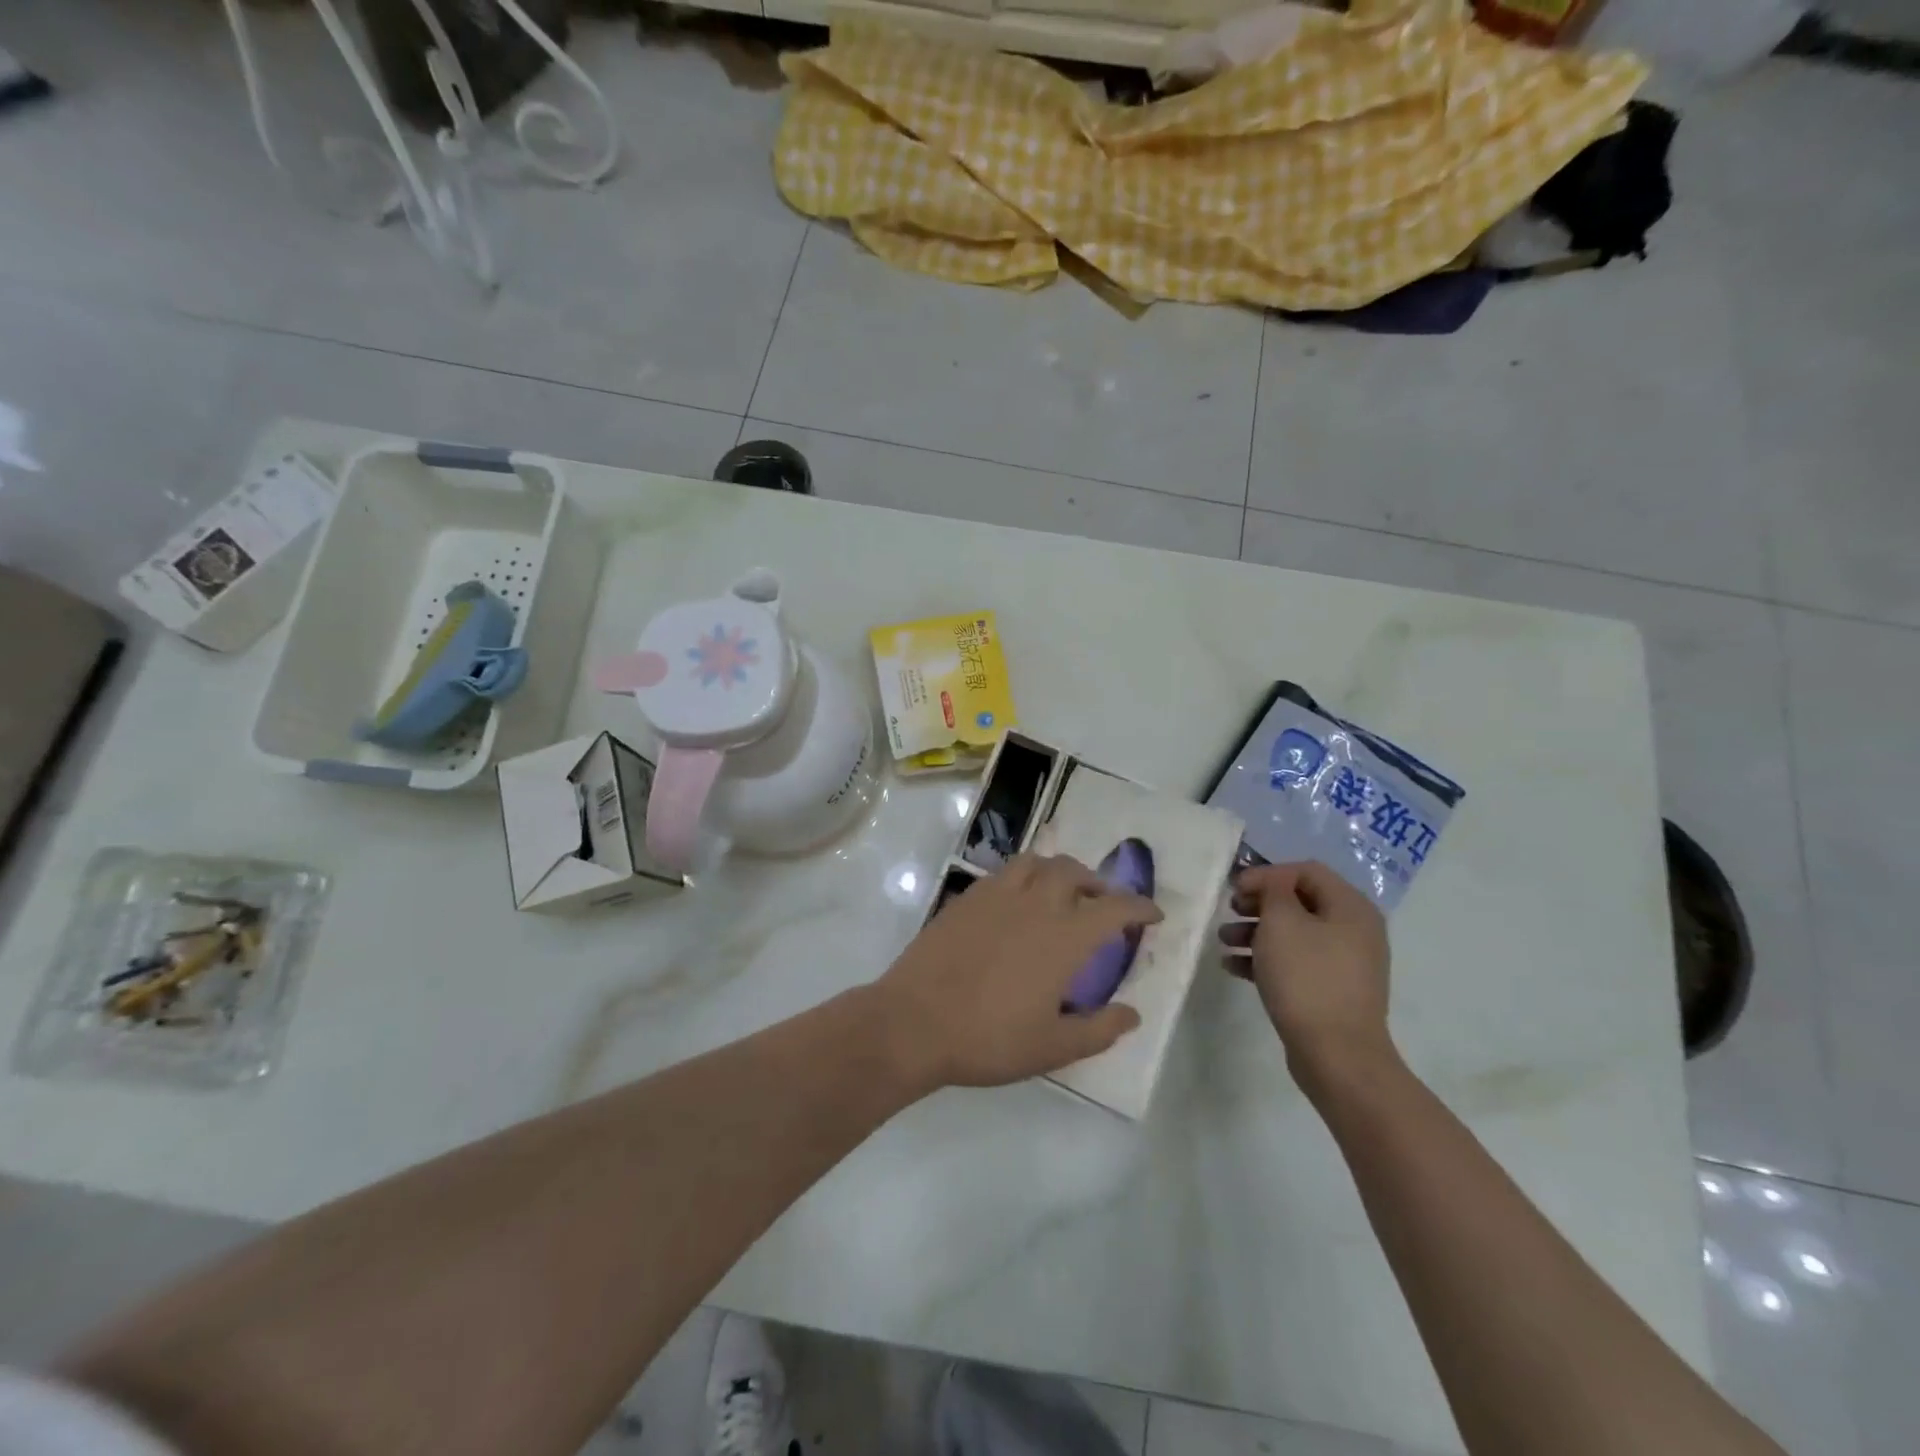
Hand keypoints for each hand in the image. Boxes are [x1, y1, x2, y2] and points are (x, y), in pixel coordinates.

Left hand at [876, 854, 1160, 1091]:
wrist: (914, 1022)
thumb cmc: (988, 1039)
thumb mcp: (1052, 1048)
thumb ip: (1099, 1030)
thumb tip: (1133, 1013)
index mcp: (1063, 937)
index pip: (1113, 909)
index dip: (1139, 907)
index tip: (1153, 913)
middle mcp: (1034, 904)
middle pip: (1073, 872)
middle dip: (1097, 882)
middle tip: (1103, 902)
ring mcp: (995, 896)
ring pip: (1035, 862)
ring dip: (1057, 870)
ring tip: (1061, 891)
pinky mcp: (965, 898)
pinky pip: (1004, 873)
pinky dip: (1023, 877)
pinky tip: (1017, 901)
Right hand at [1219, 860, 1394, 1086]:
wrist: (1337, 1054)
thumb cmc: (1307, 977)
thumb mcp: (1282, 922)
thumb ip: (1273, 891)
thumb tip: (1272, 883)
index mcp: (1351, 907)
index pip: (1306, 871)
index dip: (1267, 874)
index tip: (1235, 889)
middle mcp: (1354, 930)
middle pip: (1299, 901)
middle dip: (1259, 904)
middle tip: (1230, 910)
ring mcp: (1345, 963)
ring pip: (1294, 934)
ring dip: (1255, 931)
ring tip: (1223, 940)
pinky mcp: (1331, 991)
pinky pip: (1295, 963)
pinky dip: (1265, 959)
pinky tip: (1233, 966)